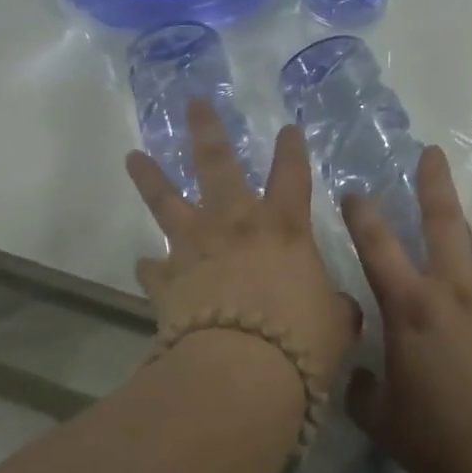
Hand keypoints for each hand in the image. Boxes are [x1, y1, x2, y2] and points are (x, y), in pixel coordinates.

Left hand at [128, 99, 359, 404]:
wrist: (240, 371)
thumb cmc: (300, 339)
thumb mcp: (335, 323)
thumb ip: (335, 308)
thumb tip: (338, 309)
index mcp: (283, 226)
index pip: (293, 174)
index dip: (292, 150)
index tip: (288, 128)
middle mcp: (235, 224)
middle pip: (217, 163)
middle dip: (206, 129)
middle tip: (193, 102)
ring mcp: (195, 247)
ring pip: (167, 200)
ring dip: (150, 177)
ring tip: (133, 156)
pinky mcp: (167, 279)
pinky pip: (154, 268)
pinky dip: (152, 267)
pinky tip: (146, 266)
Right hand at [343, 146, 471, 472]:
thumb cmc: (447, 442)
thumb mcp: (387, 424)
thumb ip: (363, 393)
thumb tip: (359, 376)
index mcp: (411, 306)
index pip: (376, 245)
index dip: (361, 214)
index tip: (355, 192)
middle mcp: (456, 285)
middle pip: (442, 218)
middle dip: (433, 181)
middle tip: (433, 153)